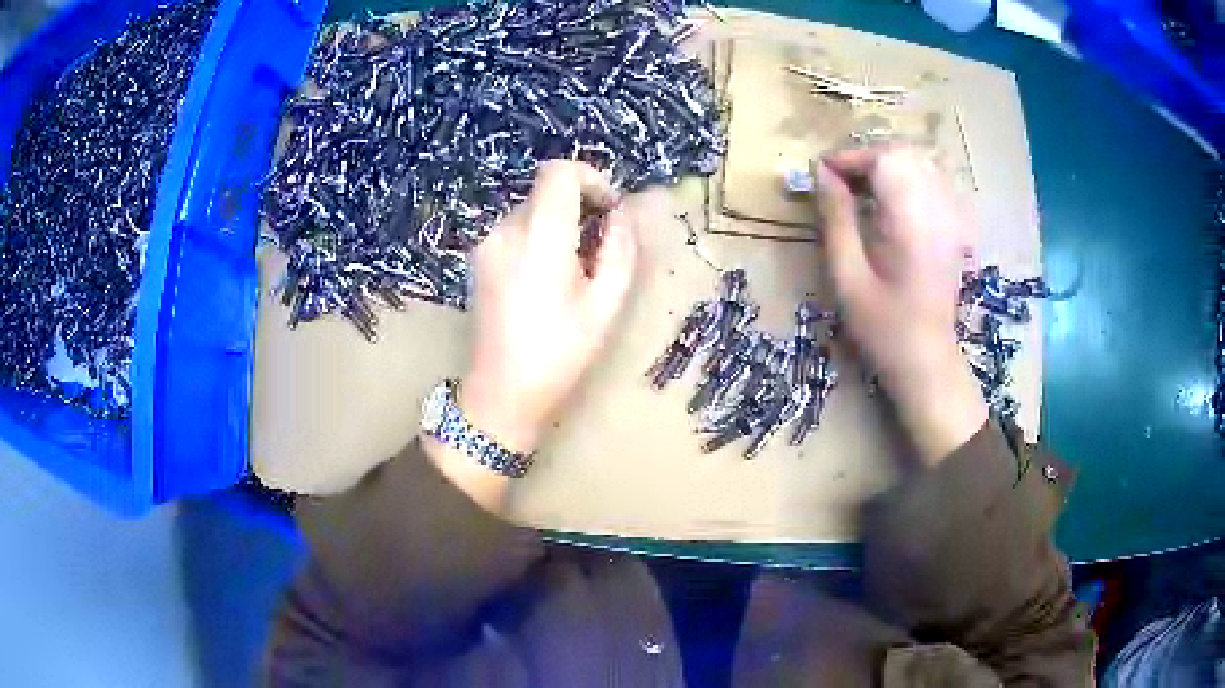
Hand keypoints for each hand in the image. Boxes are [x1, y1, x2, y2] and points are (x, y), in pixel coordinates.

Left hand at [459, 160, 637, 455]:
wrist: (502, 392)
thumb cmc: (560, 353)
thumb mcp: (605, 304)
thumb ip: (620, 248)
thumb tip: (623, 213)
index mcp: (539, 236)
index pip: (559, 172)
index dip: (591, 179)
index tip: (608, 211)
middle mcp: (506, 230)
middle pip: (547, 191)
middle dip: (579, 207)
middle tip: (598, 249)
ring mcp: (487, 244)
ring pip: (532, 211)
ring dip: (559, 225)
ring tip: (573, 272)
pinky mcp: (479, 259)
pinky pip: (516, 230)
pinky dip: (538, 239)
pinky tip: (545, 281)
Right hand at [814, 146, 985, 463]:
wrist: (926, 360)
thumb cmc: (882, 326)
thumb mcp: (847, 276)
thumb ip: (836, 219)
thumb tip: (821, 174)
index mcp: (910, 222)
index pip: (883, 161)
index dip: (849, 158)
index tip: (821, 174)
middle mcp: (937, 211)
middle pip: (904, 155)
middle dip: (867, 159)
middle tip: (840, 183)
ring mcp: (950, 219)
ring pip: (920, 165)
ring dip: (887, 168)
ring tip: (863, 190)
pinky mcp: (954, 228)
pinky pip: (933, 183)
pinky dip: (908, 180)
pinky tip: (892, 203)